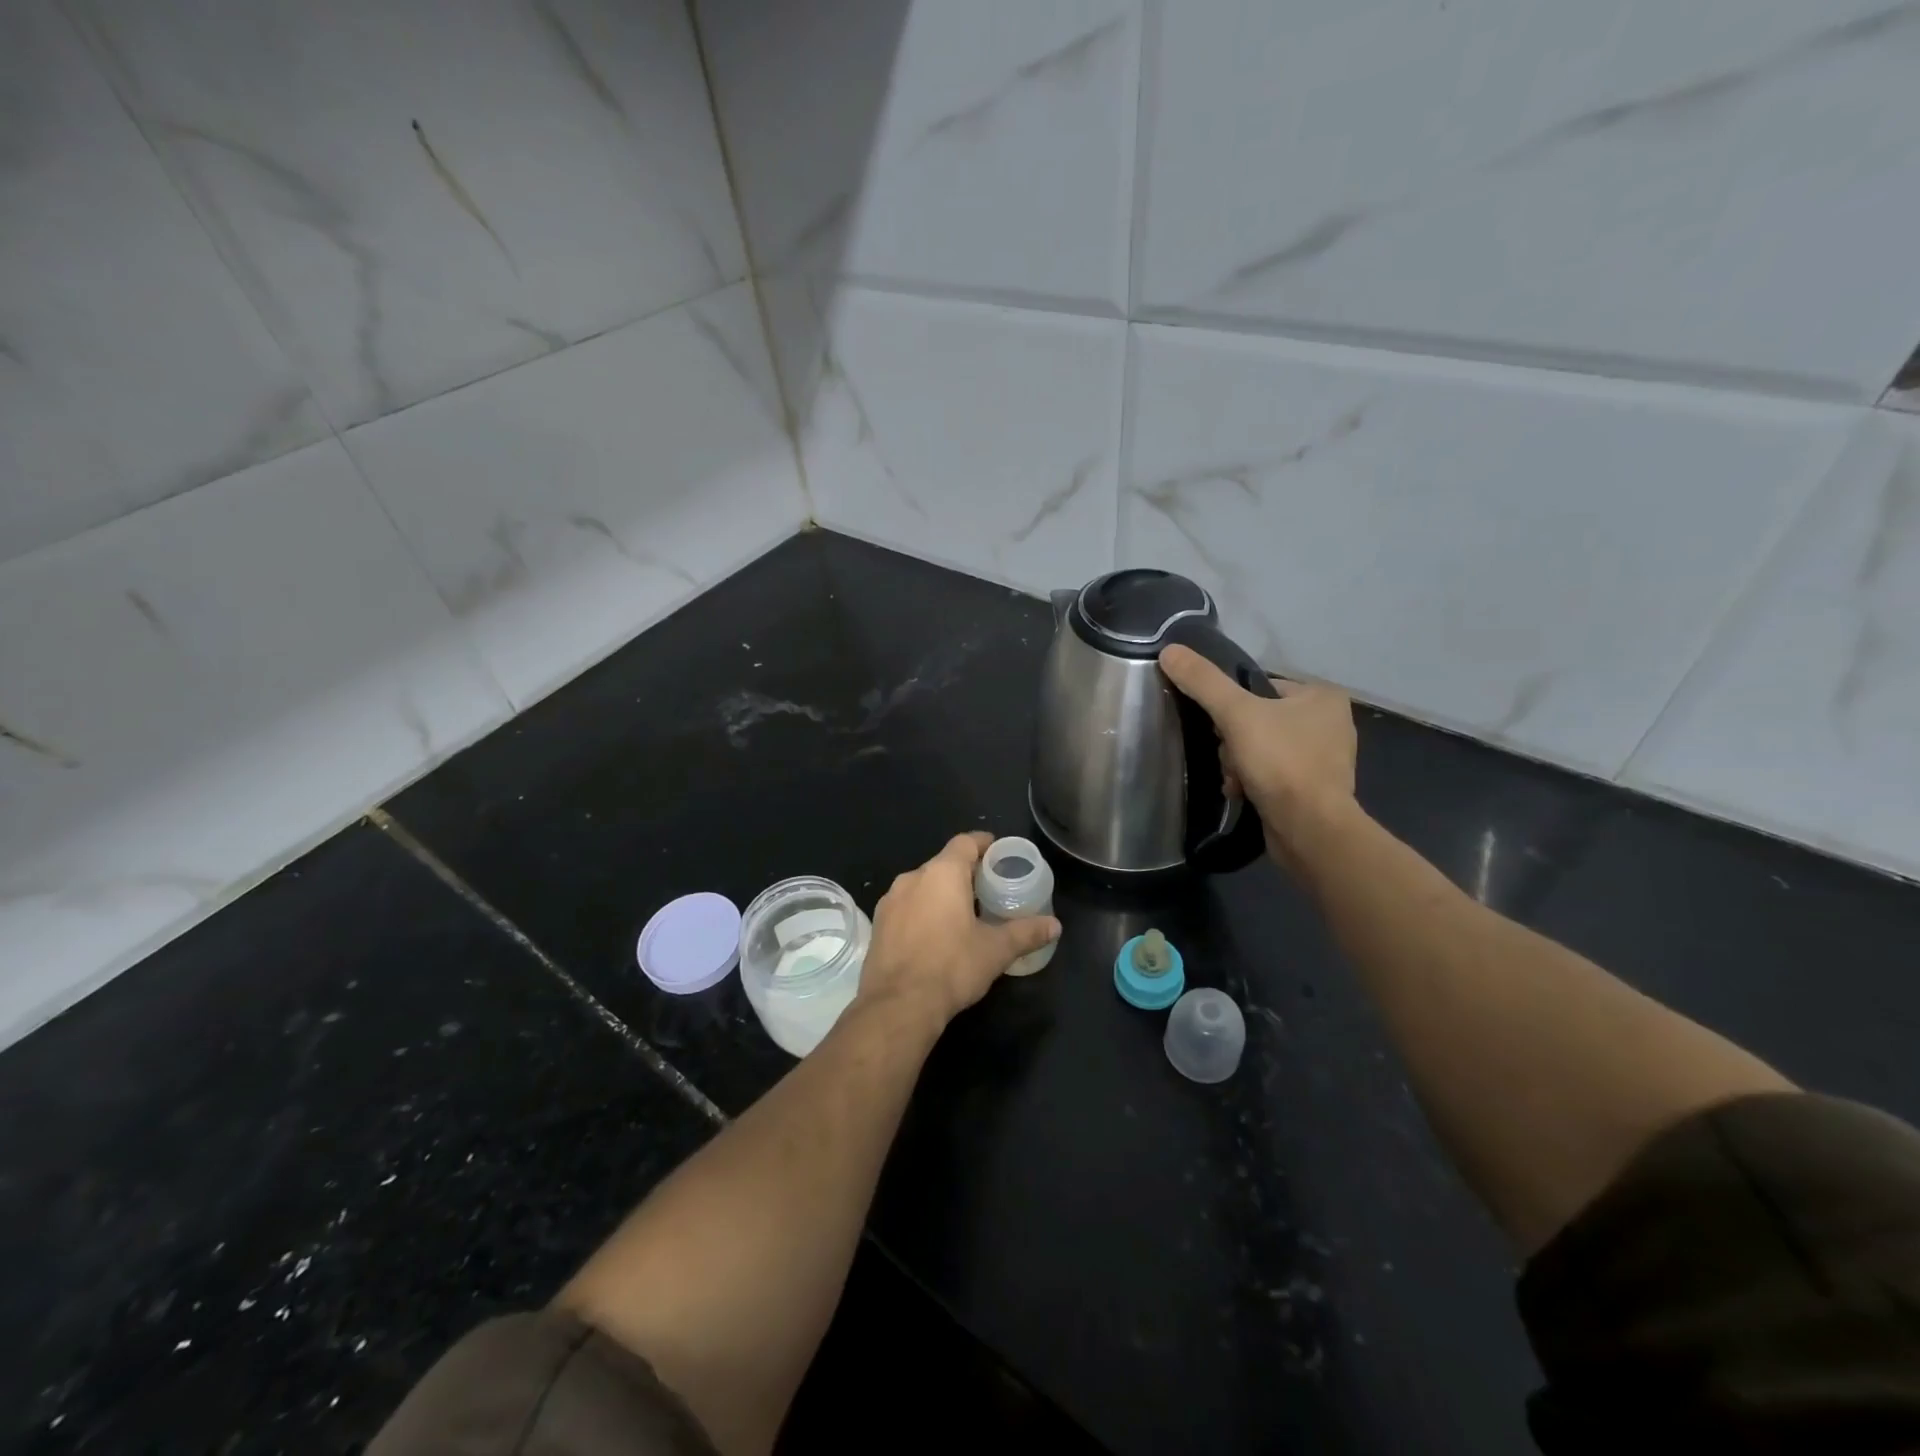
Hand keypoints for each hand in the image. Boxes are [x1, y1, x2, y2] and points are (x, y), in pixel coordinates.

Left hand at [856, 832, 1061, 1030]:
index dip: (983, 844)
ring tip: (963, 913)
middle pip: (943, 863)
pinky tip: (935, 935)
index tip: (998, 854)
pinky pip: (906, 906)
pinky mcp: (878, 924)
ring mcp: (890, 901)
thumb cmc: (951, 967)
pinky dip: (922, 911)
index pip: (965, 843)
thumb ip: (1026, 933)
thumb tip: (1055, 926)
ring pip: (922, 886)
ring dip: (941, 893)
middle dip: (965, 873)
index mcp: (942, 874)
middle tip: (988, 889)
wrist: (897, 1005)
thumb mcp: (996, 950)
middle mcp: (912, 878)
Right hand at [1158, 645, 1358, 863]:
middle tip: (1230, 757)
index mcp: (1322, 696)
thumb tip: (1169, 650)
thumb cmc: (1281, 762)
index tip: (1221, 726)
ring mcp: (1323, 758)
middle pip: (1256, 719)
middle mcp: (1329, 722)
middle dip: (1233, 742)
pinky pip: (1271, 773)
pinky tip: (1243, 793)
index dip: (1232, 706)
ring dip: (1238, 763)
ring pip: (1259, 748)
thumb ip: (1203, 681)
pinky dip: (1252, 782)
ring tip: (1236, 780)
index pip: (1259, 687)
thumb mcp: (1235, 714)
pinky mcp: (1313, 789)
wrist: (1310, 828)